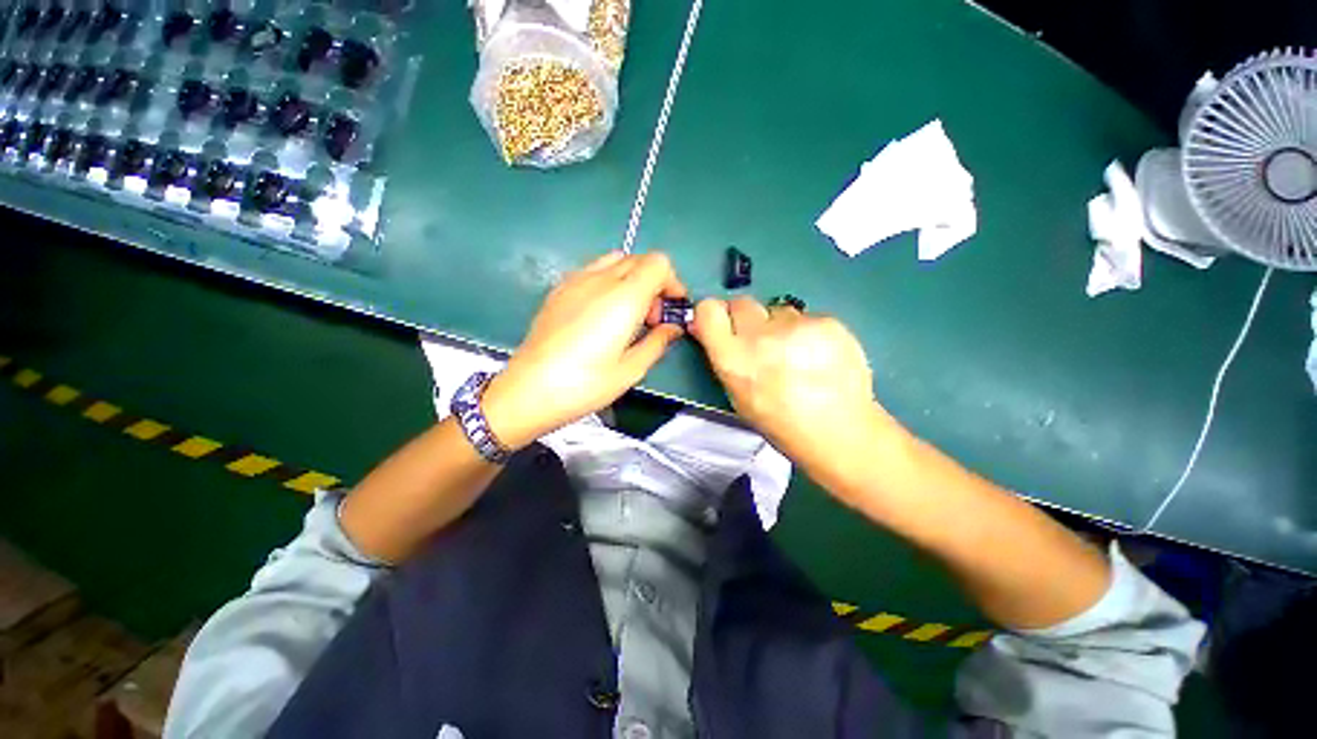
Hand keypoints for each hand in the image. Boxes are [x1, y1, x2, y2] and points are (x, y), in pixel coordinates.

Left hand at [483, 251, 686, 448]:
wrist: (529, 389)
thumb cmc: (584, 385)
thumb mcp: (631, 370)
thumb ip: (658, 342)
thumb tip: (673, 327)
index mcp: (624, 298)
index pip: (658, 263)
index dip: (672, 282)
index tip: (671, 309)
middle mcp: (600, 279)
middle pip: (639, 259)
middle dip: (654, 283)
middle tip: (651, 319)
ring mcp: (575, 280)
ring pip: (615, 261)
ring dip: (632, 279)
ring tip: (627, 314)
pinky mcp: (559, 289)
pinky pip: (593, 270)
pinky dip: (609, 281)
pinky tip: (601, 313)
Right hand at [691, 297, 896, 477]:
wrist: (839, 431)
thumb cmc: (780, 422)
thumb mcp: (737, 395)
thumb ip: (722, 356)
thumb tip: (704, 327)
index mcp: (733, 359)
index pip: (709, 310)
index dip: (713, 314)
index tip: (720, 322)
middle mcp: (760, 336)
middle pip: (742, 303)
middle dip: (746, 318)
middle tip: (759, 340)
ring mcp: (796, 326)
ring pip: (776, 310)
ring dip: (779, 325)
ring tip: (795, 354)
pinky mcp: (827, 322)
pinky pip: (806, 316)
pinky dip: (808, 331)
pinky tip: (817, 355)